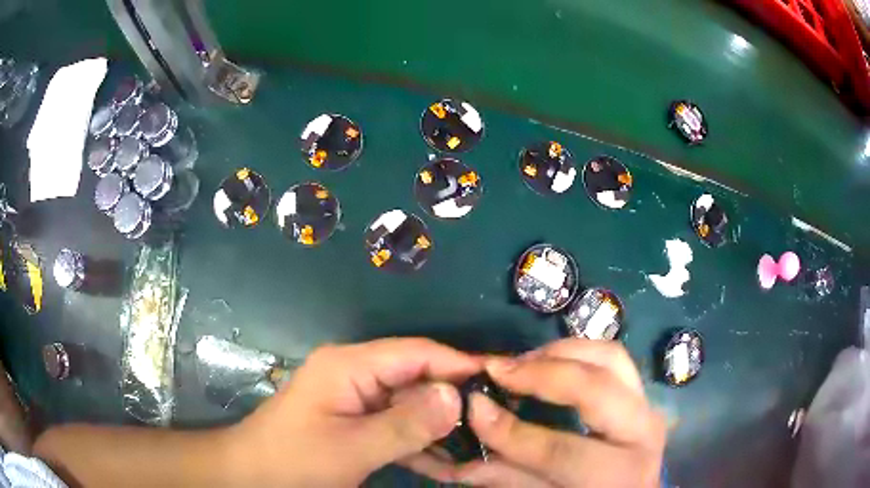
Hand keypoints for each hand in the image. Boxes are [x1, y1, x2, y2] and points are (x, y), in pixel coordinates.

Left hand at [227, 338, 481, 486]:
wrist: (252, 476)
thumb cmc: (294, 460)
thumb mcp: (352, 448)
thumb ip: (406, 424)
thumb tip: (458, 396)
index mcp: (350, 365)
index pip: (416, 353)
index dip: (457, 363)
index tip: (500, 380)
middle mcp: (356, 373)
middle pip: (416, 378)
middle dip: (453, 401)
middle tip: (497, 422)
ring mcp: (356, 398)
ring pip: (410, 405)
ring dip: (439, 428)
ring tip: (480, 445)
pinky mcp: (356, 421)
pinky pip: (396, 425)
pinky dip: (419, 443)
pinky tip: (447, 463)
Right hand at [407, 339, 665, 486]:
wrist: (634, 487)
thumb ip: (510, 478)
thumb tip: (458, 461)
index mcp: (621, 473)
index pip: (562, 452)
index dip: (512, 432)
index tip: (475, 407)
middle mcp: (644, 431)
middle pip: (597, 388)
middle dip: (543, 373)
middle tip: (498, 370)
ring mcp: (646, 404)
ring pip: (610, 357)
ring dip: (560, 352)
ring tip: (520, 362)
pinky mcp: (640, 390)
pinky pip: (611, 356)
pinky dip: (576, 351)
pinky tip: (546, 361)